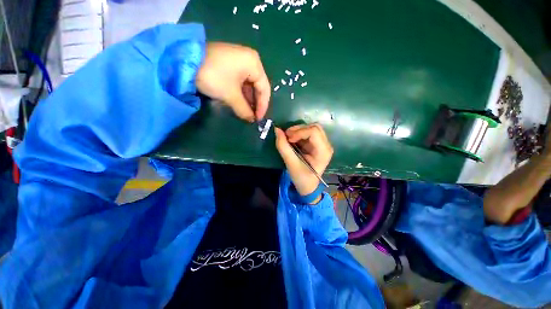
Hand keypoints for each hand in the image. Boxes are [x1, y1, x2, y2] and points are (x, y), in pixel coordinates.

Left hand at [196, 42, 270, 121]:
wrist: (184, 59)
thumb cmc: (214, 76)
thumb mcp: (231, 95)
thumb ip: (244, 110)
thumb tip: (251, 120)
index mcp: (254, 64)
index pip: (264, 89)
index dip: (262, 106)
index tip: (258, 119)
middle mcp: (250, 60)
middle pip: (257, 87)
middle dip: (255, 104)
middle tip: (252, 117)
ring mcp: (239, 61)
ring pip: (249, 85)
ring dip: (247, 100)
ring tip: (245, 113)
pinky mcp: (230, 64)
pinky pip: (240, 81)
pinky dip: (240, 94)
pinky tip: (239, 103)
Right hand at [275, 124, 333, 201]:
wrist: (308, 186)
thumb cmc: (301, 178)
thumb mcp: (291, 164)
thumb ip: (283, 147)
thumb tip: (277, 129)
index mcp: (323, 151)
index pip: (314, 132)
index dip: (299, 132)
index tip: (288, 139)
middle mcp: (326, 145)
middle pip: (314, 127)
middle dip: (298, 129)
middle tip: (286, 136)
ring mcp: (322, 144)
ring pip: (311, 128)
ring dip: (298, 131)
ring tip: (288, 138)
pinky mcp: (317, 144)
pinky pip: (308, 133)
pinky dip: (298, 134)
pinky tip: (292, 141)